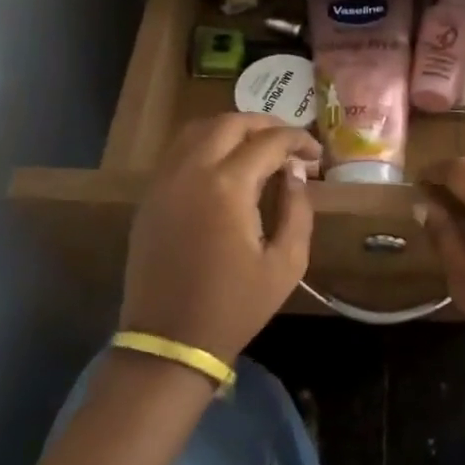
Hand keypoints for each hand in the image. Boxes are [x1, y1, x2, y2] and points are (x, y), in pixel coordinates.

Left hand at [120, 114, 320, 363]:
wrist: (170, 341)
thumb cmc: (235, 306)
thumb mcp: (285, 263)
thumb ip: (298, 210)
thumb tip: (295, 174)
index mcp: (227, 186)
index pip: (269, 141)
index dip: (298, 140)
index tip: (315, 155)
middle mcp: (191, 171)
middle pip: (229, 122)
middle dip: (265, 124)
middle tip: (289, 143)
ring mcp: (164, 181)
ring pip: (198, 130)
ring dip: (231, 129)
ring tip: (257, 147)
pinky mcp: (150, 197)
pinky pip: (178, 152)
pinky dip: (205, 145)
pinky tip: (224, 165)